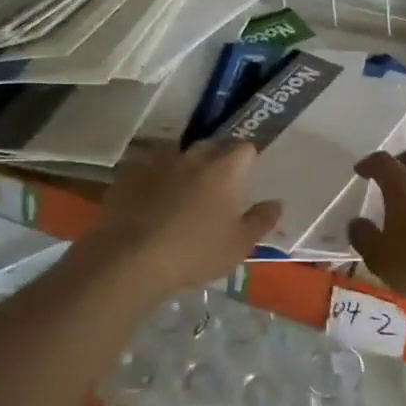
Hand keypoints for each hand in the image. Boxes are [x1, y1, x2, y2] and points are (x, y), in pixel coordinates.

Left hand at [92, 141, 280, 291]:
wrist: (130, 260)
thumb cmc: (195, 252)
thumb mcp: (239, 245)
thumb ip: (261, 220)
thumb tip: (277, 203)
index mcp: (224, 169)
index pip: (244, 148)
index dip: (247, 159)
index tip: (246, 176)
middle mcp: (193, 157)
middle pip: (210, 146)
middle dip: (216, 158)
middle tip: (216, 184)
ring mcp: (158, 162)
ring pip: (176, 154)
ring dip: (182, 166)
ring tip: (181, 190)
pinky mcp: (128, 174)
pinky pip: (146, 168)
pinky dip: (152, 178)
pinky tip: (149, 198)